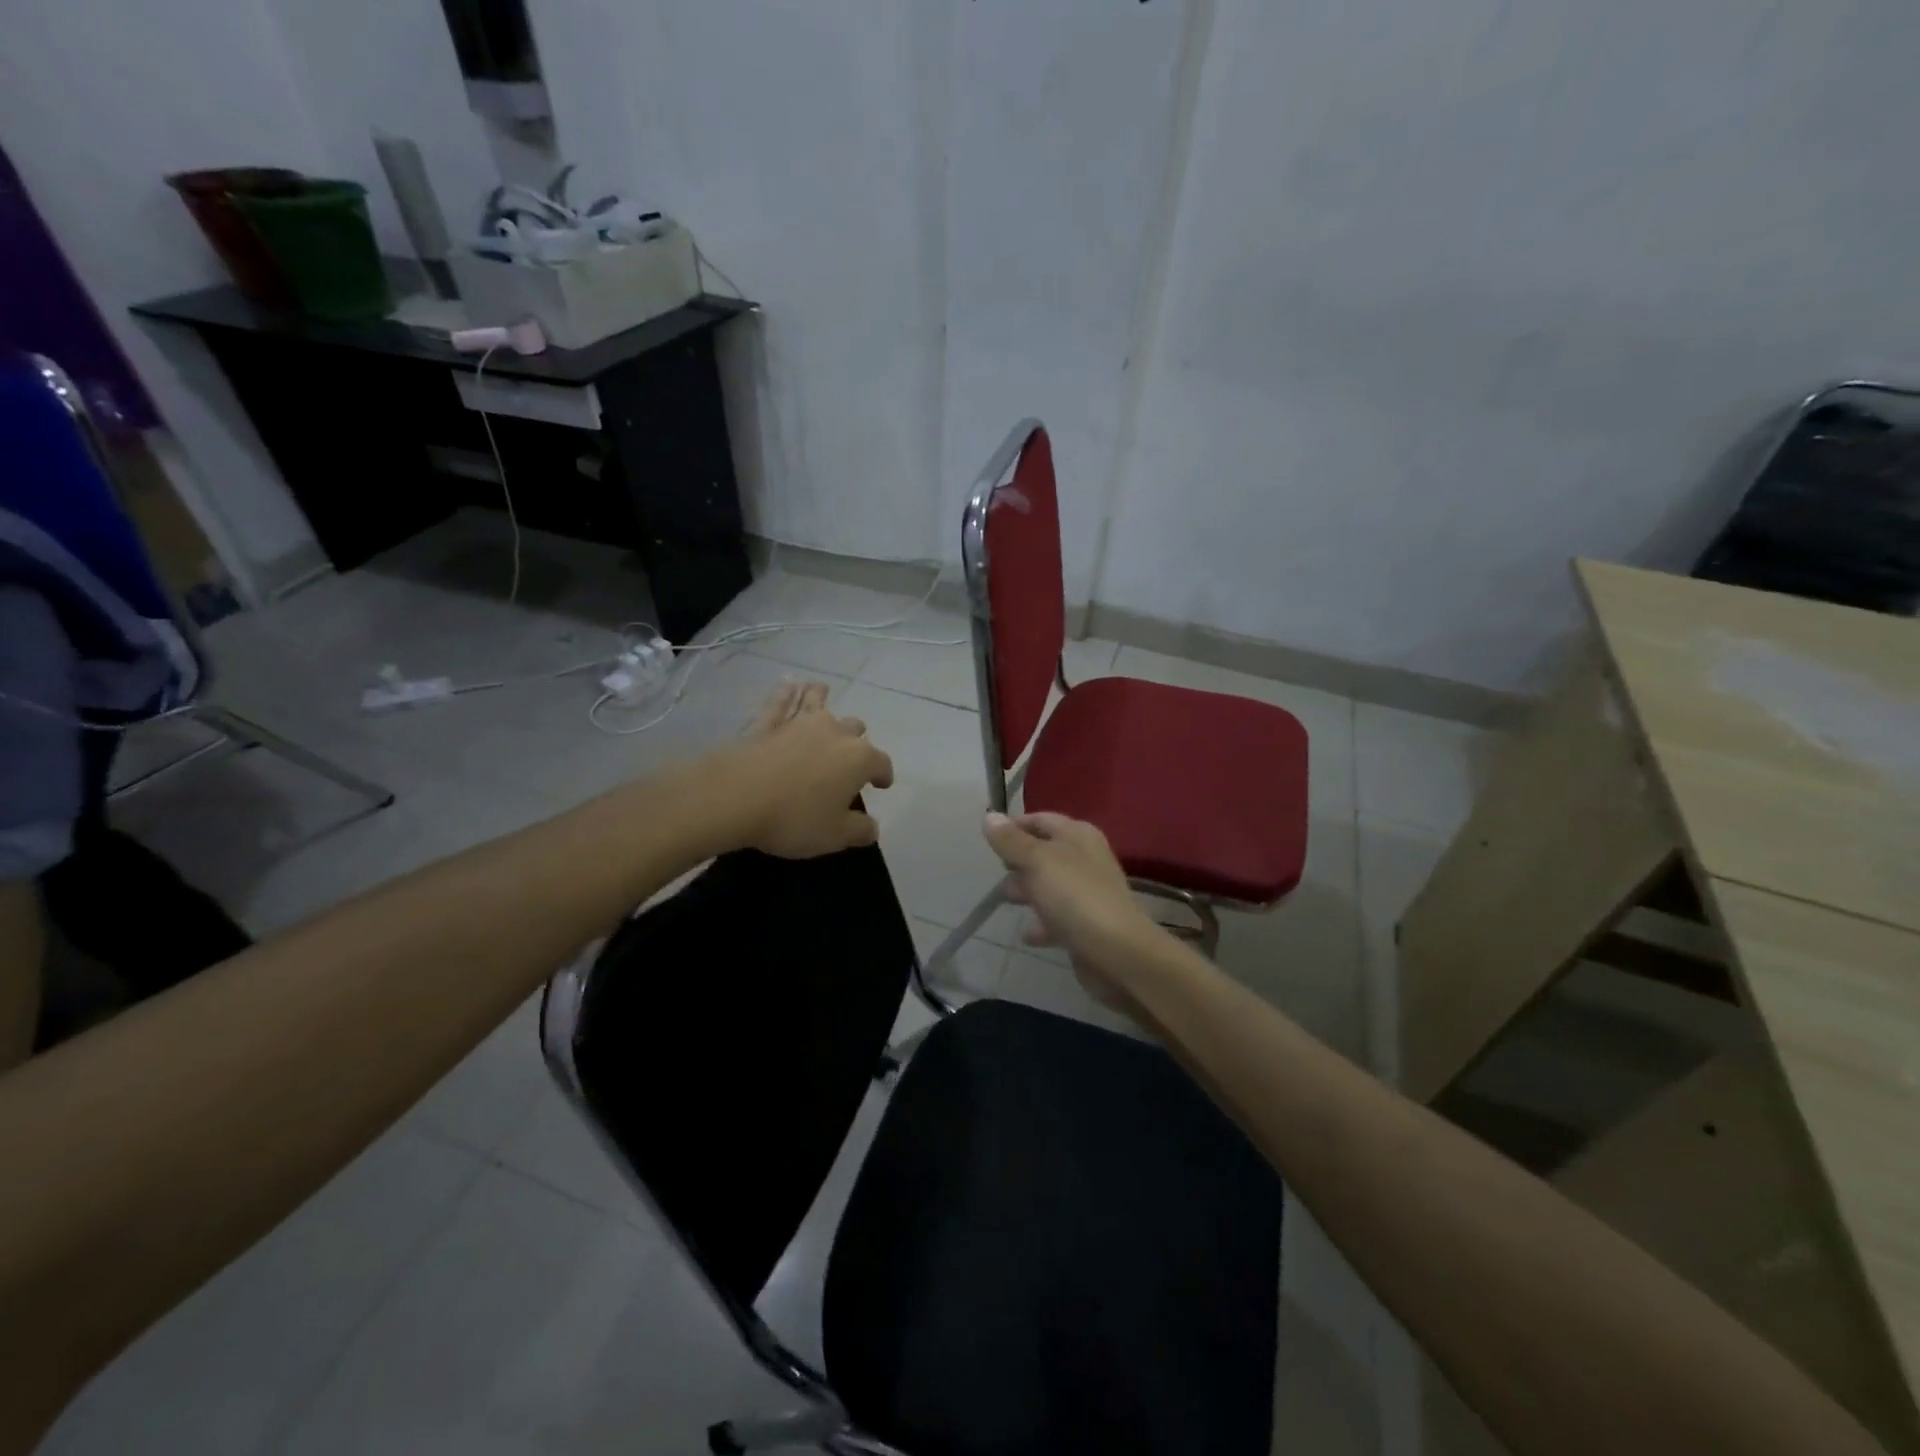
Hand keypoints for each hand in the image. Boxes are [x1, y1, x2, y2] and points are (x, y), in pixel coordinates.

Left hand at [704, 681, 894, 857]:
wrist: (735, 798)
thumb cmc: (793, 819)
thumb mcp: (835, 836)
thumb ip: (860, 830)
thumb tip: (872, 826)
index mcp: (858, 759)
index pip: (881, 763)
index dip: (884, 775)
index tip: (882, 785)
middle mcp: (834, 733)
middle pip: (854, 729)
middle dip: (856, 739)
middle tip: (850, 754)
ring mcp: (799, 724)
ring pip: (818, 702)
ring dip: (823, 698)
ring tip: (822, 692)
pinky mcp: (767, 724)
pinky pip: (781, 703)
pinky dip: (787, 693)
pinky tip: (789, 684)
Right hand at [981, 811, 1159, 1005]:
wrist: (1116, 952)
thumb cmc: (1074, 896)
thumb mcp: (1037, 861)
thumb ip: (1011, 841)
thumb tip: (990, 817)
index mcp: (1078, 835)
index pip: (1041, 820)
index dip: (1015, 826)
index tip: (989, 840)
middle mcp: (1086, 859)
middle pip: (1046, 852)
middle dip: (1019, 860)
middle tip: (997, 871)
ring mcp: (1088, 893)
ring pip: (1051, 885)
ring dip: (1028, 890)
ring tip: (1006, 899)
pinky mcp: (1087, 925)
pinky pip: (1058, 918)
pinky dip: (1042, 923)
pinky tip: (1027, 934)